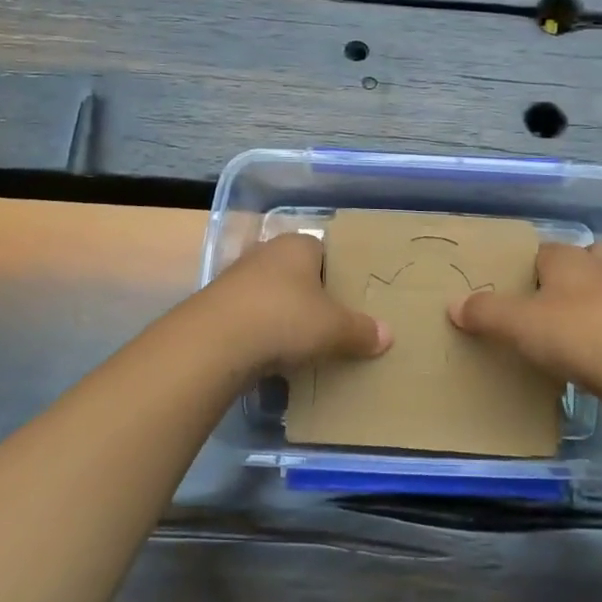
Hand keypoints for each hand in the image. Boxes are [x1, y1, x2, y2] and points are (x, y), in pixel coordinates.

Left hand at [203, 232, 391, 374]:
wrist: (214, 343)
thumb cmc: (285, 318)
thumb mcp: (334, 328)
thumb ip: (361, 331)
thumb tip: (388, 335)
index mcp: (297, 245)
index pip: (324, 250)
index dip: (337, 273)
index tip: (348, 299)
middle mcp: (265, 253)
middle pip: (296, 273)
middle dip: (310, 296)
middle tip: (330, 323)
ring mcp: (236, 279)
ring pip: (271, 295)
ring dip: (283, 316)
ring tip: (302, 344)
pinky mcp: (216, 308)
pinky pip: (249, 318)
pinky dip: (261, 334)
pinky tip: (271, 356)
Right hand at [448, 242, 601, 400]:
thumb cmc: (575, 332)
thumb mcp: (518, 324)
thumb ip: (485, 312)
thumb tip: (454, 305)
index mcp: (568, 257)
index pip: (539, 251)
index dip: (521, 269)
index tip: (508, 293)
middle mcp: (600, 267)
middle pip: (577, 264)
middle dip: (561, 280)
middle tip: (540, 307)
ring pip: (600, 292)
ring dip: (584, 306)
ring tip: (563, 333)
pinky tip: (589, 356)